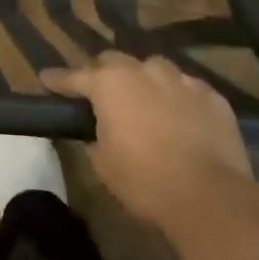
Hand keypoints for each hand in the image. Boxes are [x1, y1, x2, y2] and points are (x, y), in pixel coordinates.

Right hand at [43, 54, 258, 236]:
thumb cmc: (145, 181)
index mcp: (109, 84)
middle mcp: (143, 70)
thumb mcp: (103, 165)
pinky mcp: (212, 96)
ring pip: (155, 70)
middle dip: (105, 75)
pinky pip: (188, 90)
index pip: (75, 76)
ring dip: (146, 83)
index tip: (46, 78)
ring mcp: (181, 79)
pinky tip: (183, 121)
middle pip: (115, 62)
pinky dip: (180, 101)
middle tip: (103, 96)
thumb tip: (98, 131)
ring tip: (148, 106)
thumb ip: (95, 137)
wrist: (210, 197)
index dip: (59, 80)